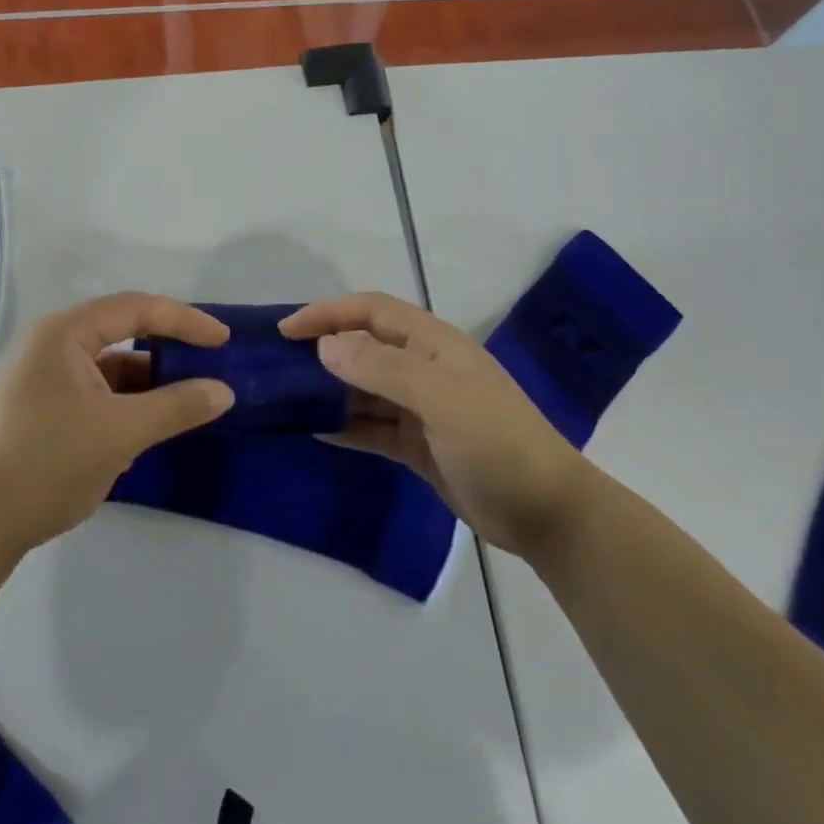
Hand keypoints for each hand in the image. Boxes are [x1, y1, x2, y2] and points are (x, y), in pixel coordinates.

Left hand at [0, 293, 233, 554]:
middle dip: (167, 351)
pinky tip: (145, 431)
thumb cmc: (46, 462)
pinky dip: (125, 406)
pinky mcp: (42, 411)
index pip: (137, 309)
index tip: (223, 340)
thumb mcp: (121, 433)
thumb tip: (224, 392)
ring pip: (110, 369)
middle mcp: (52, 346)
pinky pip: (96, 394)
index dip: (184, 320)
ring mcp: (44, 380)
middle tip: (208, 366)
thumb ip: (176, 407)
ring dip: (147, 384)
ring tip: (185, 404)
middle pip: (123, 334)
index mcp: (65, 334)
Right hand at [281, 292, 587, 558]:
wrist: (546, 512)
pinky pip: (371, 426)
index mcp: (432, 343)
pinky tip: (314, 429)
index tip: (286, 330)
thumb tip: (325, 346)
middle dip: (323, 349)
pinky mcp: (417, 443)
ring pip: (363, 388)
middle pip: (364, 346)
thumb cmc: (496, 442)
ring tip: (286, 397)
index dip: (328, 314)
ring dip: (329, 389)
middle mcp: (423, 367)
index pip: (370, 311)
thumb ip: (382, 368)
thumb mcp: (440, 398)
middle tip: (277, 364)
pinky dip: (345, 425)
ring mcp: (420, 407)